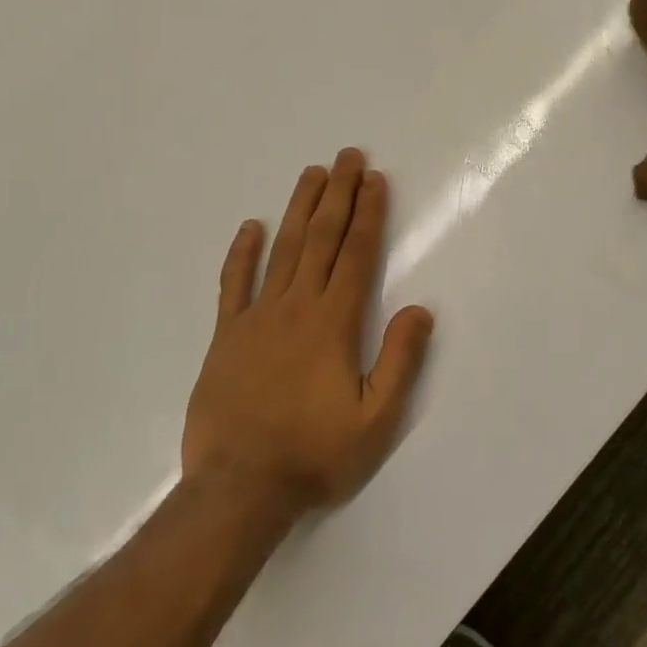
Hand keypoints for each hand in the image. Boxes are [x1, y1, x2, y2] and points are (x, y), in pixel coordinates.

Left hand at [183, 149, 433, 511]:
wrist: (238, 490)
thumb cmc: (315, 454)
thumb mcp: (376, 419)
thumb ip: (400, 361)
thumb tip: (419, 309)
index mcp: (334, 323)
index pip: (357, 254)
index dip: (369, 214)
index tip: (375, 180)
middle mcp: (296, 308)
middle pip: (321, 239)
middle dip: (339, 195)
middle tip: (348, 157)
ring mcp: (256, 319)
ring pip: (282, 250)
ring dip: (299, 209)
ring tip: (313, 174)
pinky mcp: (226, 337)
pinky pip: (233, 285)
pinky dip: (242, 253)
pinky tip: (251, 226)